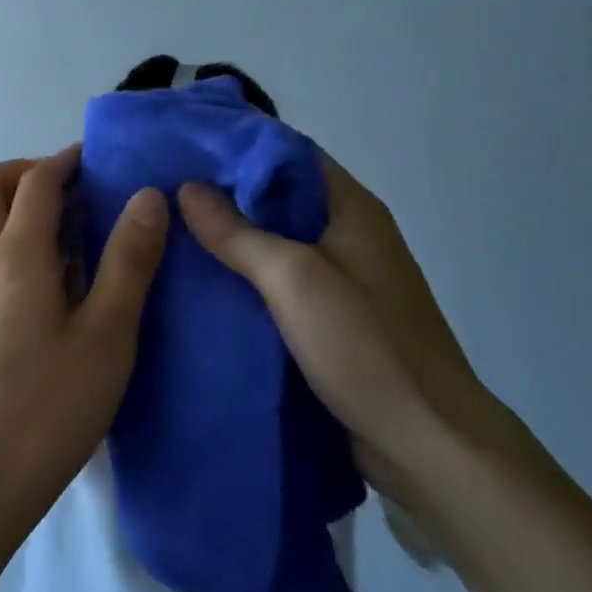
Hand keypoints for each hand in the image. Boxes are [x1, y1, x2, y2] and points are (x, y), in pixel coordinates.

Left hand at [0, 147, 168, 541]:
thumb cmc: (49, 409)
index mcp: (17, 255)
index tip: (96, 162)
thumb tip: (148, 197)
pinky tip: (21, 271)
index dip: (67, 162)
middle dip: (25, 172)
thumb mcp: (107, 337)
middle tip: (68, 194)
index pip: (37, 182)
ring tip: (43, 225)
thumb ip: (128, 262)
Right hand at [178, 154, 501, 504]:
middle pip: (277, 195)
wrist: (428, 447)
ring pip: (274, 240)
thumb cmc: (366, 348)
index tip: (183, 146)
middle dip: (223, 191)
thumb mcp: (294, 280)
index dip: (236, 145)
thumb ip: (238, 233)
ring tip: (169, 229)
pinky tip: (200, 280)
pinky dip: (242, 274)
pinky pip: (277, 281)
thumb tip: (187, 187)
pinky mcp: (330, 317)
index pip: (287, 153)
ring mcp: (341, 277)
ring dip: (230, 235)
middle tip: (162, 189)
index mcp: (350, 208)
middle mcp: (347, 233)